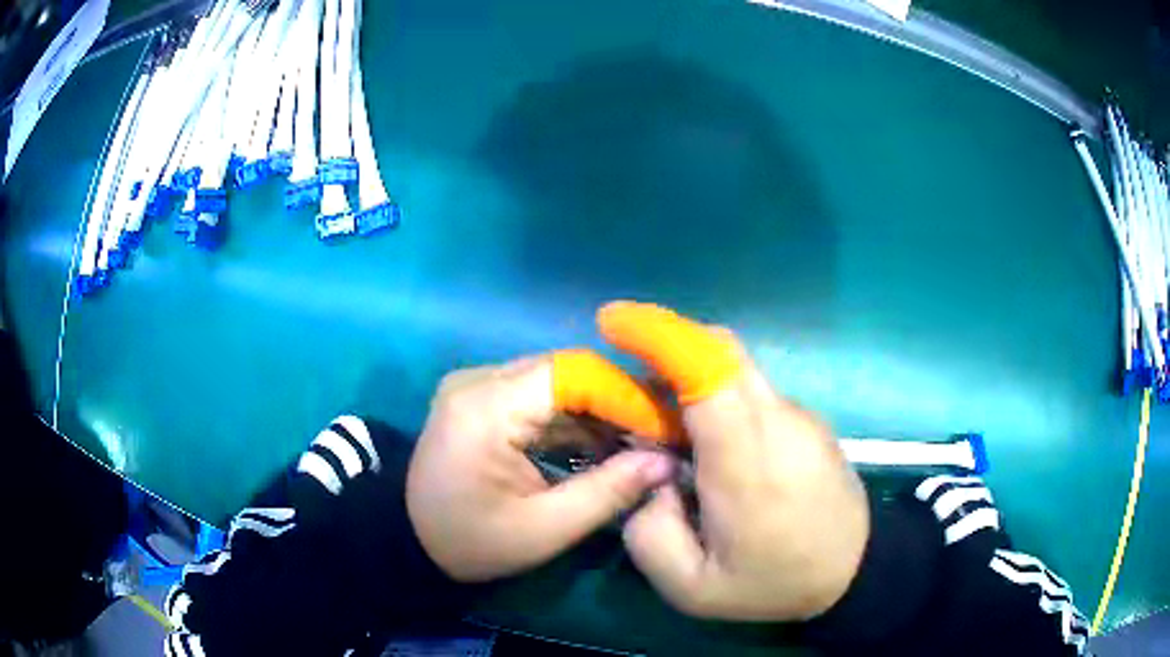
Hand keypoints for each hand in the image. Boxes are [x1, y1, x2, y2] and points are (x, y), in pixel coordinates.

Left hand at [406, 355, 676, 582]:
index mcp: (486, 407)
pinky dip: (571, 419)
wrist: (409, 539)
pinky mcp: (480, 397)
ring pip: (555, 382)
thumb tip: (667, 462)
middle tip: (659, 437)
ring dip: (597, 412)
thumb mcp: (543, 530)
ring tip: (638, 444)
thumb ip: (607, 492)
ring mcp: (476, 385)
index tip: (666, 429)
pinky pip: (536, 395)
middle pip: (566, 373)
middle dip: (617, 404)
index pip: (573, 374)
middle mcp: (479, 379)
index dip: (626, 396)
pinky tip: (600, 445)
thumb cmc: (471, 541)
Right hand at [601, 302, 870, 621]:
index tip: (611, 322)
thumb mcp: (690, 588)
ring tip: (667, 434)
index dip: (659, 334)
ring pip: (735, 370)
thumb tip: (650, 476)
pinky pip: (753, 392)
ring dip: (690, 381)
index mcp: (748, 461)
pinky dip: (718, 400)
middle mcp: (778, 422)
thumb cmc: (774, 584)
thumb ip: (648, 533)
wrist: (856, 571)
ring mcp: (799, 416)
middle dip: (665, 348)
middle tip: (629, 389)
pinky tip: (711, 449)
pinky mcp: (808, 420)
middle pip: (721, 351)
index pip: (710, 370)